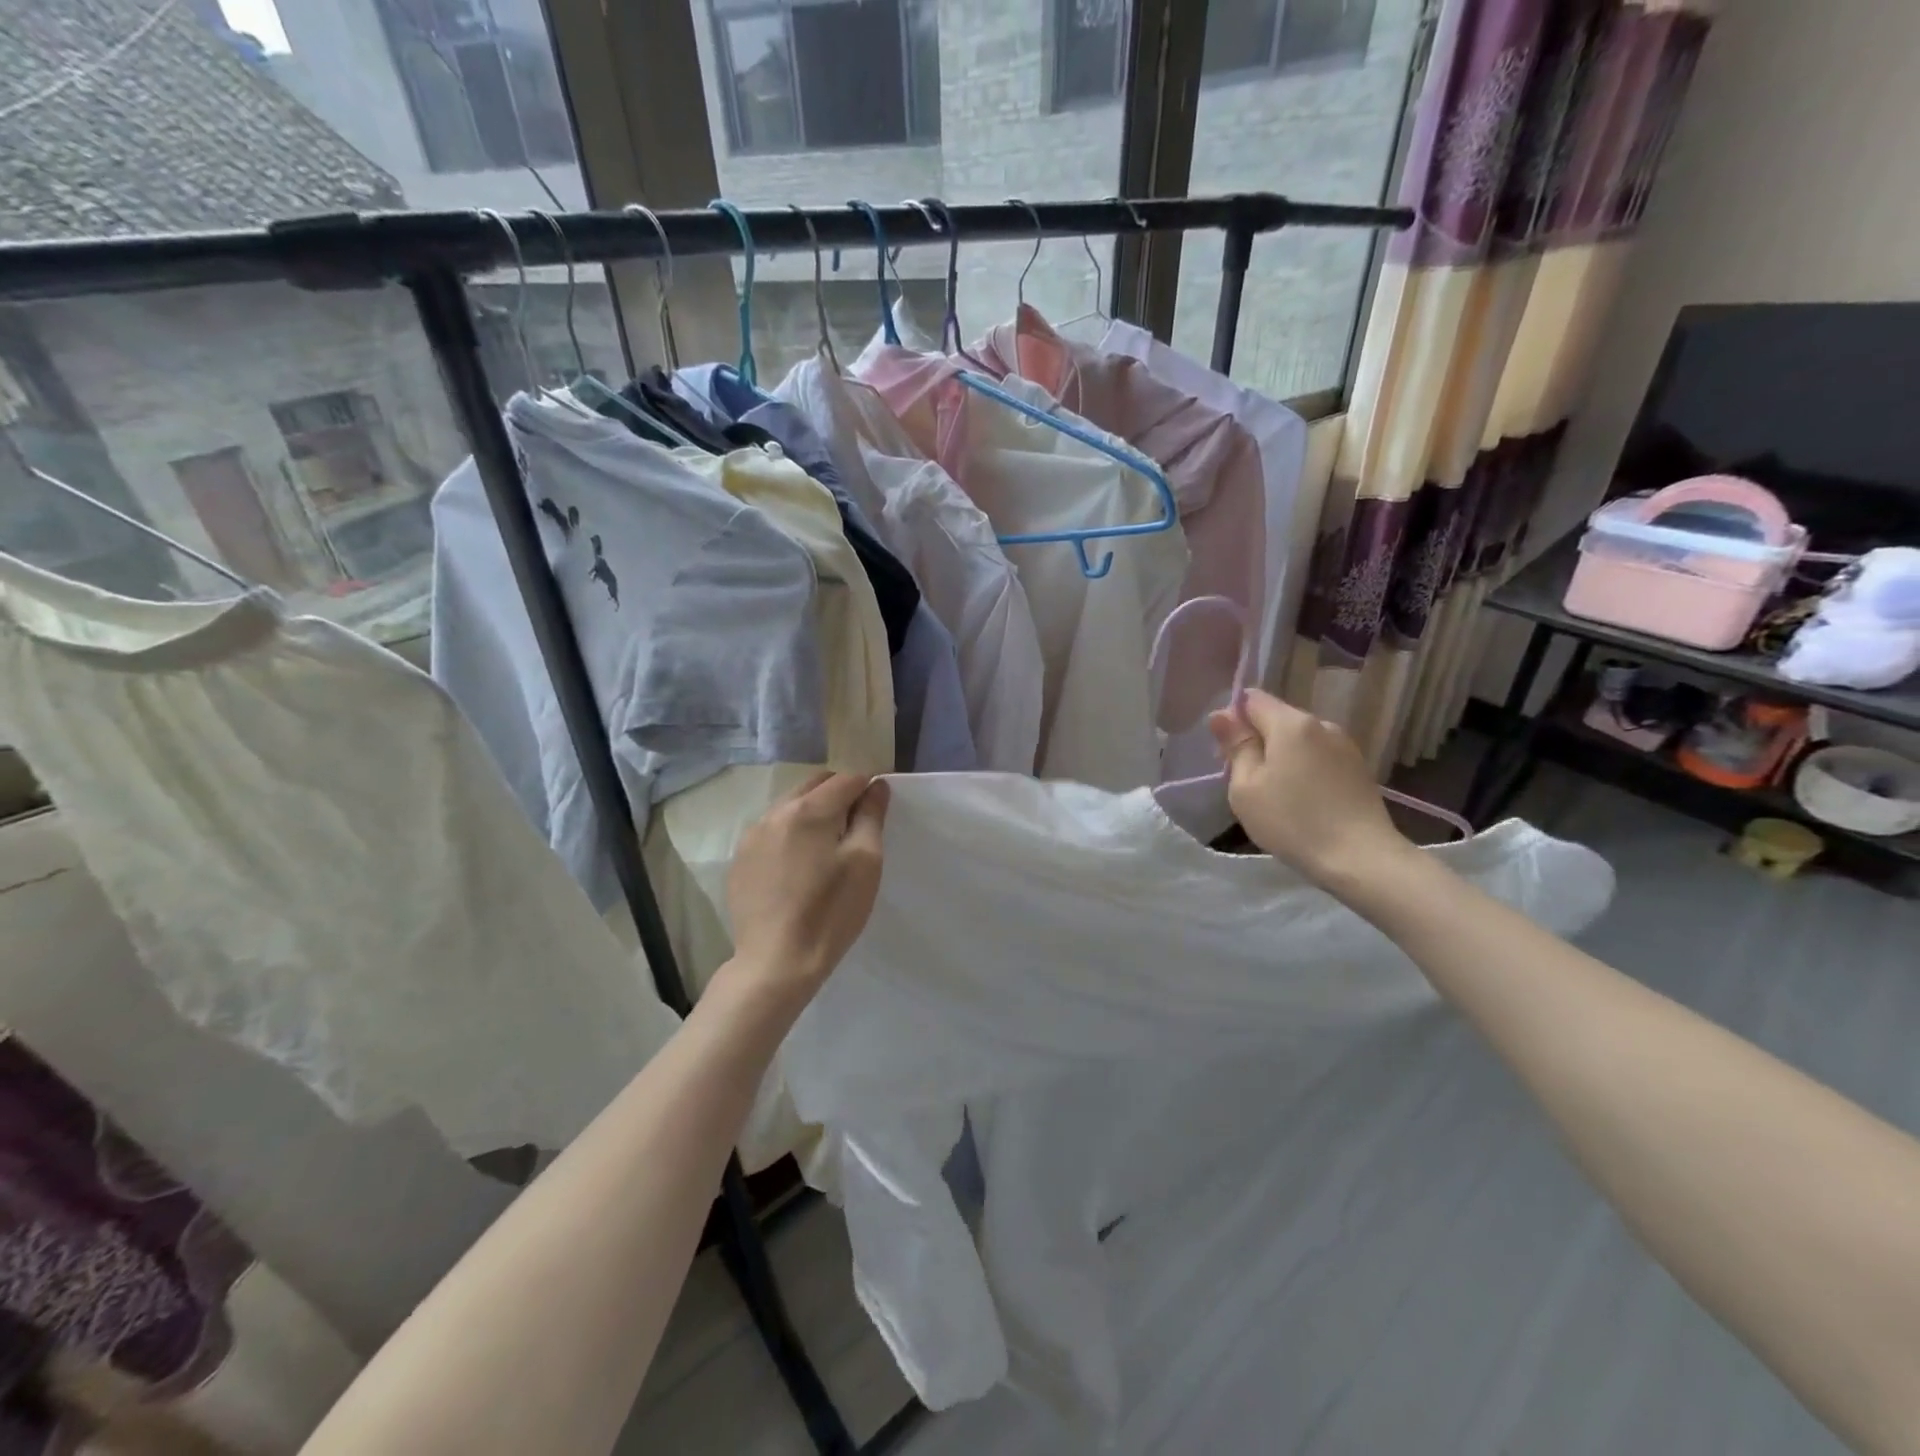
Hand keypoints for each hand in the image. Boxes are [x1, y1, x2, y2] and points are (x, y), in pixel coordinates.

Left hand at [725, 772, 889, 1003]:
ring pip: (790, 806)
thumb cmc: (831, 912)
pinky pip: (771, 831)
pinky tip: (799, 866)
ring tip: (827, 846)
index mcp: (809, 810)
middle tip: (856, 825)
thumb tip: (876, 786)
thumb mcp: (865, 862)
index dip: (867, 786)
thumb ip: (871, 817)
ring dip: (813, 813)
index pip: (846, 779)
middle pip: (814, 785)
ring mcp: (752, 836)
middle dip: (838, 794)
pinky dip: (790, 834)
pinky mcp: (740, 860)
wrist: (776, 962)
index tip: (878, 806)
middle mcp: (775, 813)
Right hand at [1208, 689, 1414, 889]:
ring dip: (1280, 757)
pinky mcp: (1358, 769)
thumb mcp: (1247, 787)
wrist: (1361, 859)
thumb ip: (1236, 746)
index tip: (1226, 752)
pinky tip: (1300, 801)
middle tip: (1243, 780)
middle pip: (1277, 719)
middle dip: (1256, 740)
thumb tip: (1221, 715)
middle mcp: (1322, 724)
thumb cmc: (1293, 821)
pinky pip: (1318, 758)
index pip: (1252, 699)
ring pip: (1298, 740)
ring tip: (1273, 795)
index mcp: (1292, 724)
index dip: (1232, 718)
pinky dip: (1302, 770)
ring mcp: (1345, 746)